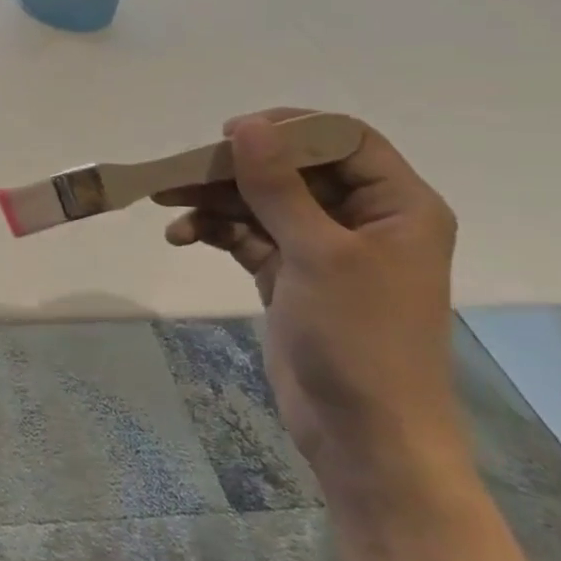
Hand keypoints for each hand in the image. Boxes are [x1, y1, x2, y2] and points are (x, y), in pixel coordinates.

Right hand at [155, 109, 464, 486]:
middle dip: (235, 169)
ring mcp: (322, 249)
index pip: (342, 140)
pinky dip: (216, 231)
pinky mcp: (289, 276)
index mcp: (395, 205)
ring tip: (165, 202)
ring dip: (215, 200)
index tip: (229, 136)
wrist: (363, 434)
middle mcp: (361, 219)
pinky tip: (183, 237)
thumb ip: (278, 186)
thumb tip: (245, 126)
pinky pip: (248, 237)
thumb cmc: (359, 338)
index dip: (287, 129)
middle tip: (180, 172)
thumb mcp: (318, 253)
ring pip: (262, 203)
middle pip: (292, 170)